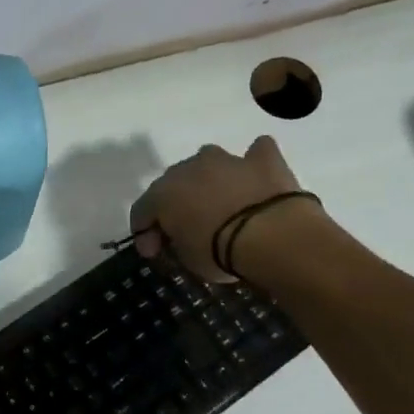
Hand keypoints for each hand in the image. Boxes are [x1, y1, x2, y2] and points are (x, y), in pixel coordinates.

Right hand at [128, 137, 307, 281]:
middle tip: (185, 231)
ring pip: (208, 162)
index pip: (141, 212)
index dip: (144, 234)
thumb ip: (176, 244)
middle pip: (173, 184)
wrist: (272, 235)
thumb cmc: (218, 251)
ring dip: (208, 179)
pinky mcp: (263, 159)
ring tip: (218, 203)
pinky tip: (255, 176)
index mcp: (162, 194)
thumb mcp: (186, 259)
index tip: (154, 254)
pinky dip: (253, 163)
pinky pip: (255, 154)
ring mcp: (227, 159)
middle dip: (175, 205)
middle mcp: (188, 168)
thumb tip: (180, 239)